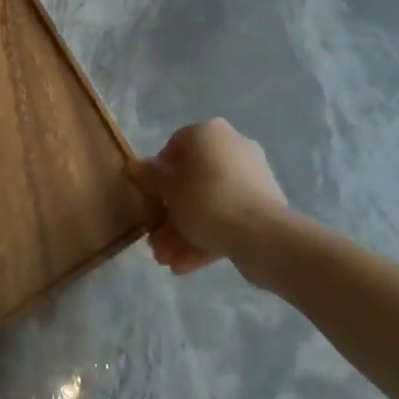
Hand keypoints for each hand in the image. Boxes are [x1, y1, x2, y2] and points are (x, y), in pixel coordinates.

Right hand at [134, 118, 289, 274]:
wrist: (261, 234)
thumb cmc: (206, 199)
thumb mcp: (167, 187)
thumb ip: (148, 175)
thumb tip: (134, 165)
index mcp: (209, 132)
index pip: (175, 147)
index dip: (157, 175)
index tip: (150, 200)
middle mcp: (232, 147)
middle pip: (192, 180)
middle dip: (171, 214)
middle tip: (156, 241)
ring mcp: (251, 178)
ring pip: (209, 203)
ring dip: (184, 231)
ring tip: (167, 261)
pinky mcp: (263, 207)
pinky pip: (228, 217)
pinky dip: (206, 238)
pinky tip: (185, 265)